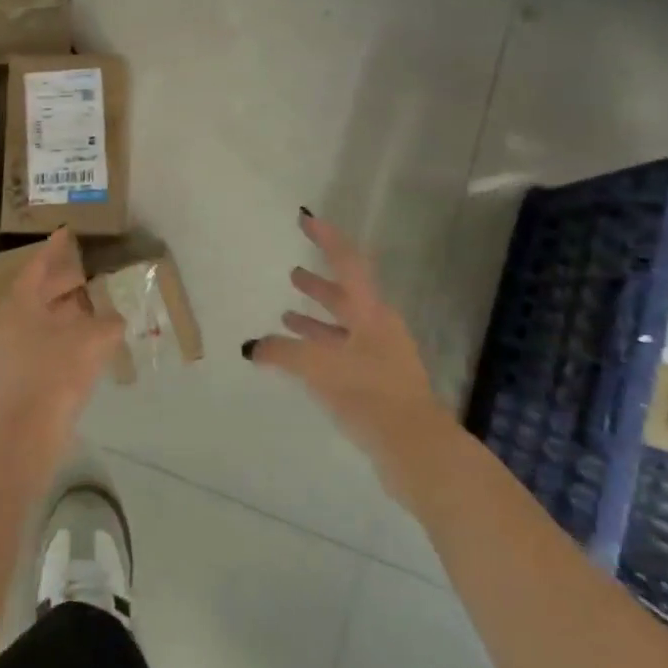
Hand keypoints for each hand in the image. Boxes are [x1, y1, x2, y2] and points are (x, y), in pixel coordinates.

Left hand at [0, 227, 122, 450]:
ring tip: (92, 307)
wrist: (25, 432)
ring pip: (41, 320)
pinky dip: (63, 336)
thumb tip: (116, 318)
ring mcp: (11, 350)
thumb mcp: (91, 340)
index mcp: (21, 303)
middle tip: (86, 272)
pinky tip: (85, 344)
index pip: (37, 266)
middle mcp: (10, 321)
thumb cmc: (55, 373)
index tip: (67, 233)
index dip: (54, 249)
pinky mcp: (18, 375)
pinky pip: (43, 342)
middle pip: (38, 293)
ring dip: (65, 312)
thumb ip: (108, 323)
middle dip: (63, 282)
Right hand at [247, 211, 440, 472]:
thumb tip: (251, 348)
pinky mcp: (378, 383)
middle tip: (293, 273)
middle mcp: (378, 327)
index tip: (306, 219)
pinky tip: (300, 358)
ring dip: (316, 318)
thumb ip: (281, 352)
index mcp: (370, 312)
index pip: (347, 262)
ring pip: (343, 327)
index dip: (326, 239)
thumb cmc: (368, 393)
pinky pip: (343, 352)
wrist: (415, 448)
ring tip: (286, 315)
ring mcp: (381, 356)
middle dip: (318, 284)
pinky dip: (320, 348)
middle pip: (346, 296)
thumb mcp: (318, 366)